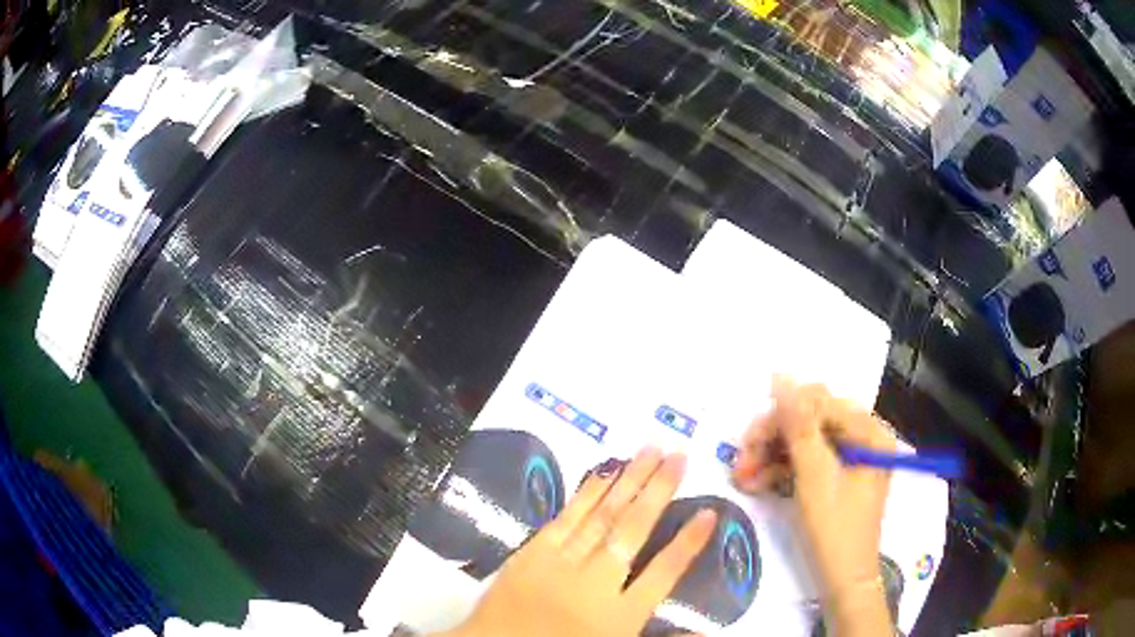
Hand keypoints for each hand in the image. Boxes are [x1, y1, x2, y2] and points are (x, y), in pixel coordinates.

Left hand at [444, 447, 716, 636]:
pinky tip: (604, 473)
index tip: (709, 513)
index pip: (664, 573)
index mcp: (620, 616)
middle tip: (680, 455)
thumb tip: (705, 632)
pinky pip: (565, 519)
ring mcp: (561, 565)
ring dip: (629, 481)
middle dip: (660, 492)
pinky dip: (586, 494)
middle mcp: (596, 583)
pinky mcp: (532, 554)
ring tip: (651, 450)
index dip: (689, 542)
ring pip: (602, 517)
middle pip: (634, 531)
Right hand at [733, 379, 895, 634]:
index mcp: (869, 432)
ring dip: (771, 455)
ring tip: (742, 477)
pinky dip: (780, 470)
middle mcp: (862, 438)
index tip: (748, 437)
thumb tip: (781, 378)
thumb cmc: (834, 530)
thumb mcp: (814, 477)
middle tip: (741, 461)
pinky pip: (804, 461)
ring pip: (803, 440)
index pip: (821, 402)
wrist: (841, 582)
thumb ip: (799, 426)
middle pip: (810, 420)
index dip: (783, 414)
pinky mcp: (835, 477)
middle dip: (773, 437)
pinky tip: (756, 483)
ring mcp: (849, 458)